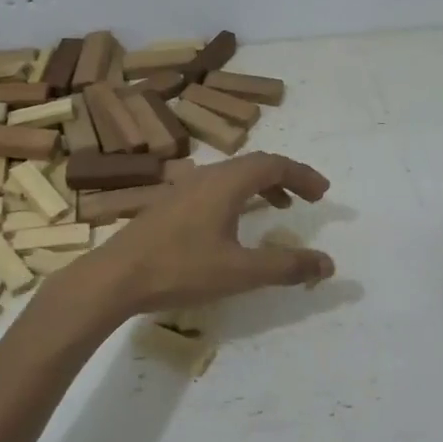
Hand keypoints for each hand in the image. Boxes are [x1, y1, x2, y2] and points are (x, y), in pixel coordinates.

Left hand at [72, 152, 335, 316]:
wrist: (114, 277)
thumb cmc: (180, 269)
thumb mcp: (240, 271)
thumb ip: (286, 266)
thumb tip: (328, 264)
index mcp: (226, 182)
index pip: (274, 164)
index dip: (302, 175)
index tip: (323, 192)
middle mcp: (206, 176)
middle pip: (254, 165)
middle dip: (285, 178)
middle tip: (308, 199)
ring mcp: (183, 188)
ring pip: (232, 176)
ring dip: (261, 187)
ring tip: (279, 209)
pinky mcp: (169, 204)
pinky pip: (215, 188)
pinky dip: (239, 196)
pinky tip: (234, 223)